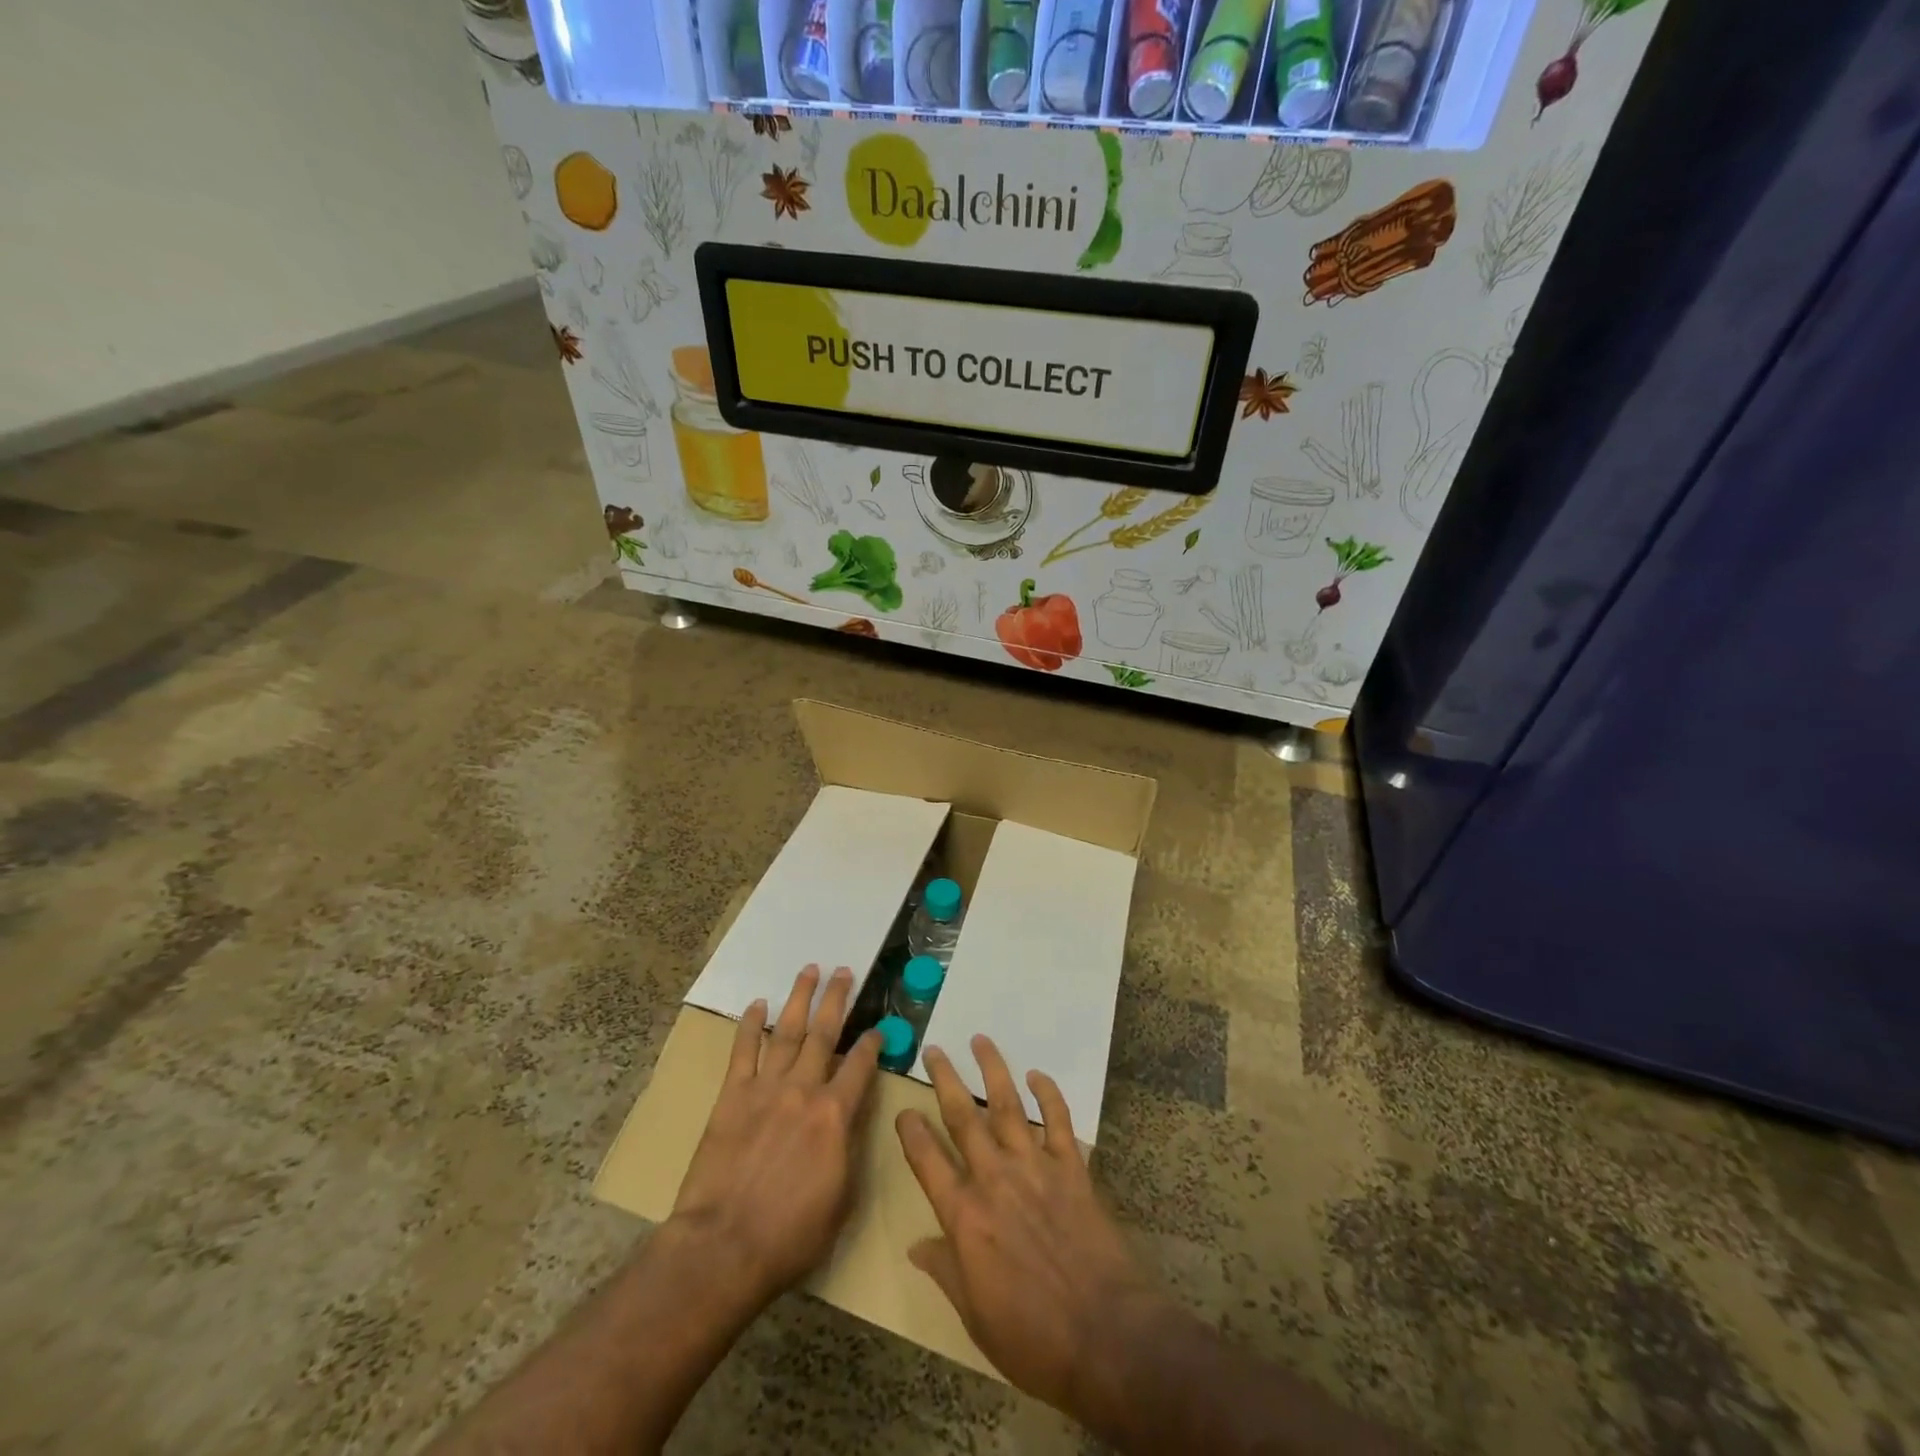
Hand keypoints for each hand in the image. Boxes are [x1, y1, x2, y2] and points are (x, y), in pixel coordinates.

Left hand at [670, 964, 880, 1303]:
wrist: (724, 1245)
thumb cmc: (790, 1234)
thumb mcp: (841, 1198)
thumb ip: (849, 1148)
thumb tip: (852, 1117)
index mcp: (836, 1115)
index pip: (861, 1066)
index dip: (872, 1043)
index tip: (878, 1028)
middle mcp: (804, 1090)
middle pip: (824, 1033)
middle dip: (837, 999)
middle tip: (844, 971)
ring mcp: (766, 1088)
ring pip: (787, 1031)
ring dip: (800, 999)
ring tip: (810, 971)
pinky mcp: (733, 1096)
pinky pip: (744, 1051)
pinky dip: (750, 1025)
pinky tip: (757, 1004)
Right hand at [895, 1035, 1167, 1413]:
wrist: (1106, 1336)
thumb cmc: (1033, 1338)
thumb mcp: (975, 1317)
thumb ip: (945, 1271)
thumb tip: (916, 1246)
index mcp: (965, 1216)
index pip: (927, 1161)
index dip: (911, 1131)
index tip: (902, 1108)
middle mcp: (995, 1179)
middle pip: (963, 1118)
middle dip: (945, 1080)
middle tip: (934, 1049)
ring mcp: (1035, 1167)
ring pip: (1009, 1105)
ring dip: (992, 1070)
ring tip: (980, 1040)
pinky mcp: (1072, 1168)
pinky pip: (1059, 1121)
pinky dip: (1049, 1094)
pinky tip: (1038, 1074)